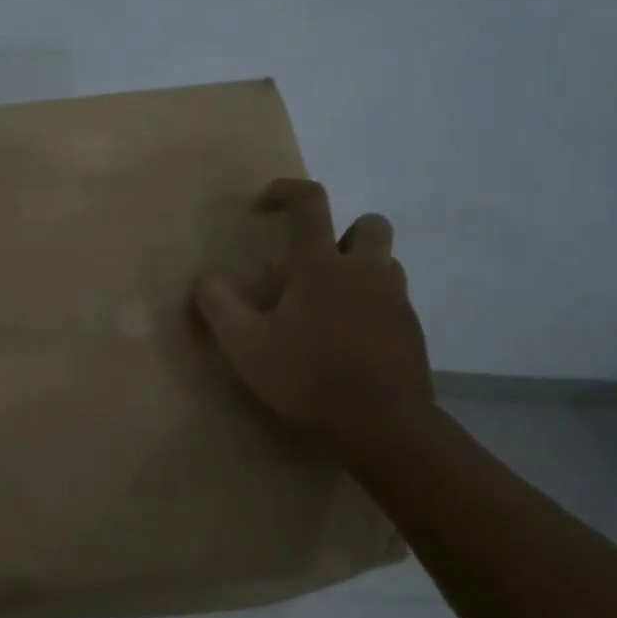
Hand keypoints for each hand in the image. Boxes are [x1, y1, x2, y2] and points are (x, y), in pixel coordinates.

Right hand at [192, 178, 432, 454]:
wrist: (383, 427)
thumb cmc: (307, 377)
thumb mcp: (244, 344)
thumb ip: (218, 304)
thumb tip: (205, 277)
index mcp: (322, 265)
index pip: (310, 203)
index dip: (286, 190)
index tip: (265, 203)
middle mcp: (365, 271)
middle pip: (368, 224)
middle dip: (342, 232)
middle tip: (312, 264)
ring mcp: (395, 300)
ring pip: (384, 263)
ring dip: (358, 270)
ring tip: (326, 306)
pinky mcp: (411, 330)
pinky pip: (391, 300)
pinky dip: (369, 306)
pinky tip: (346, 341)